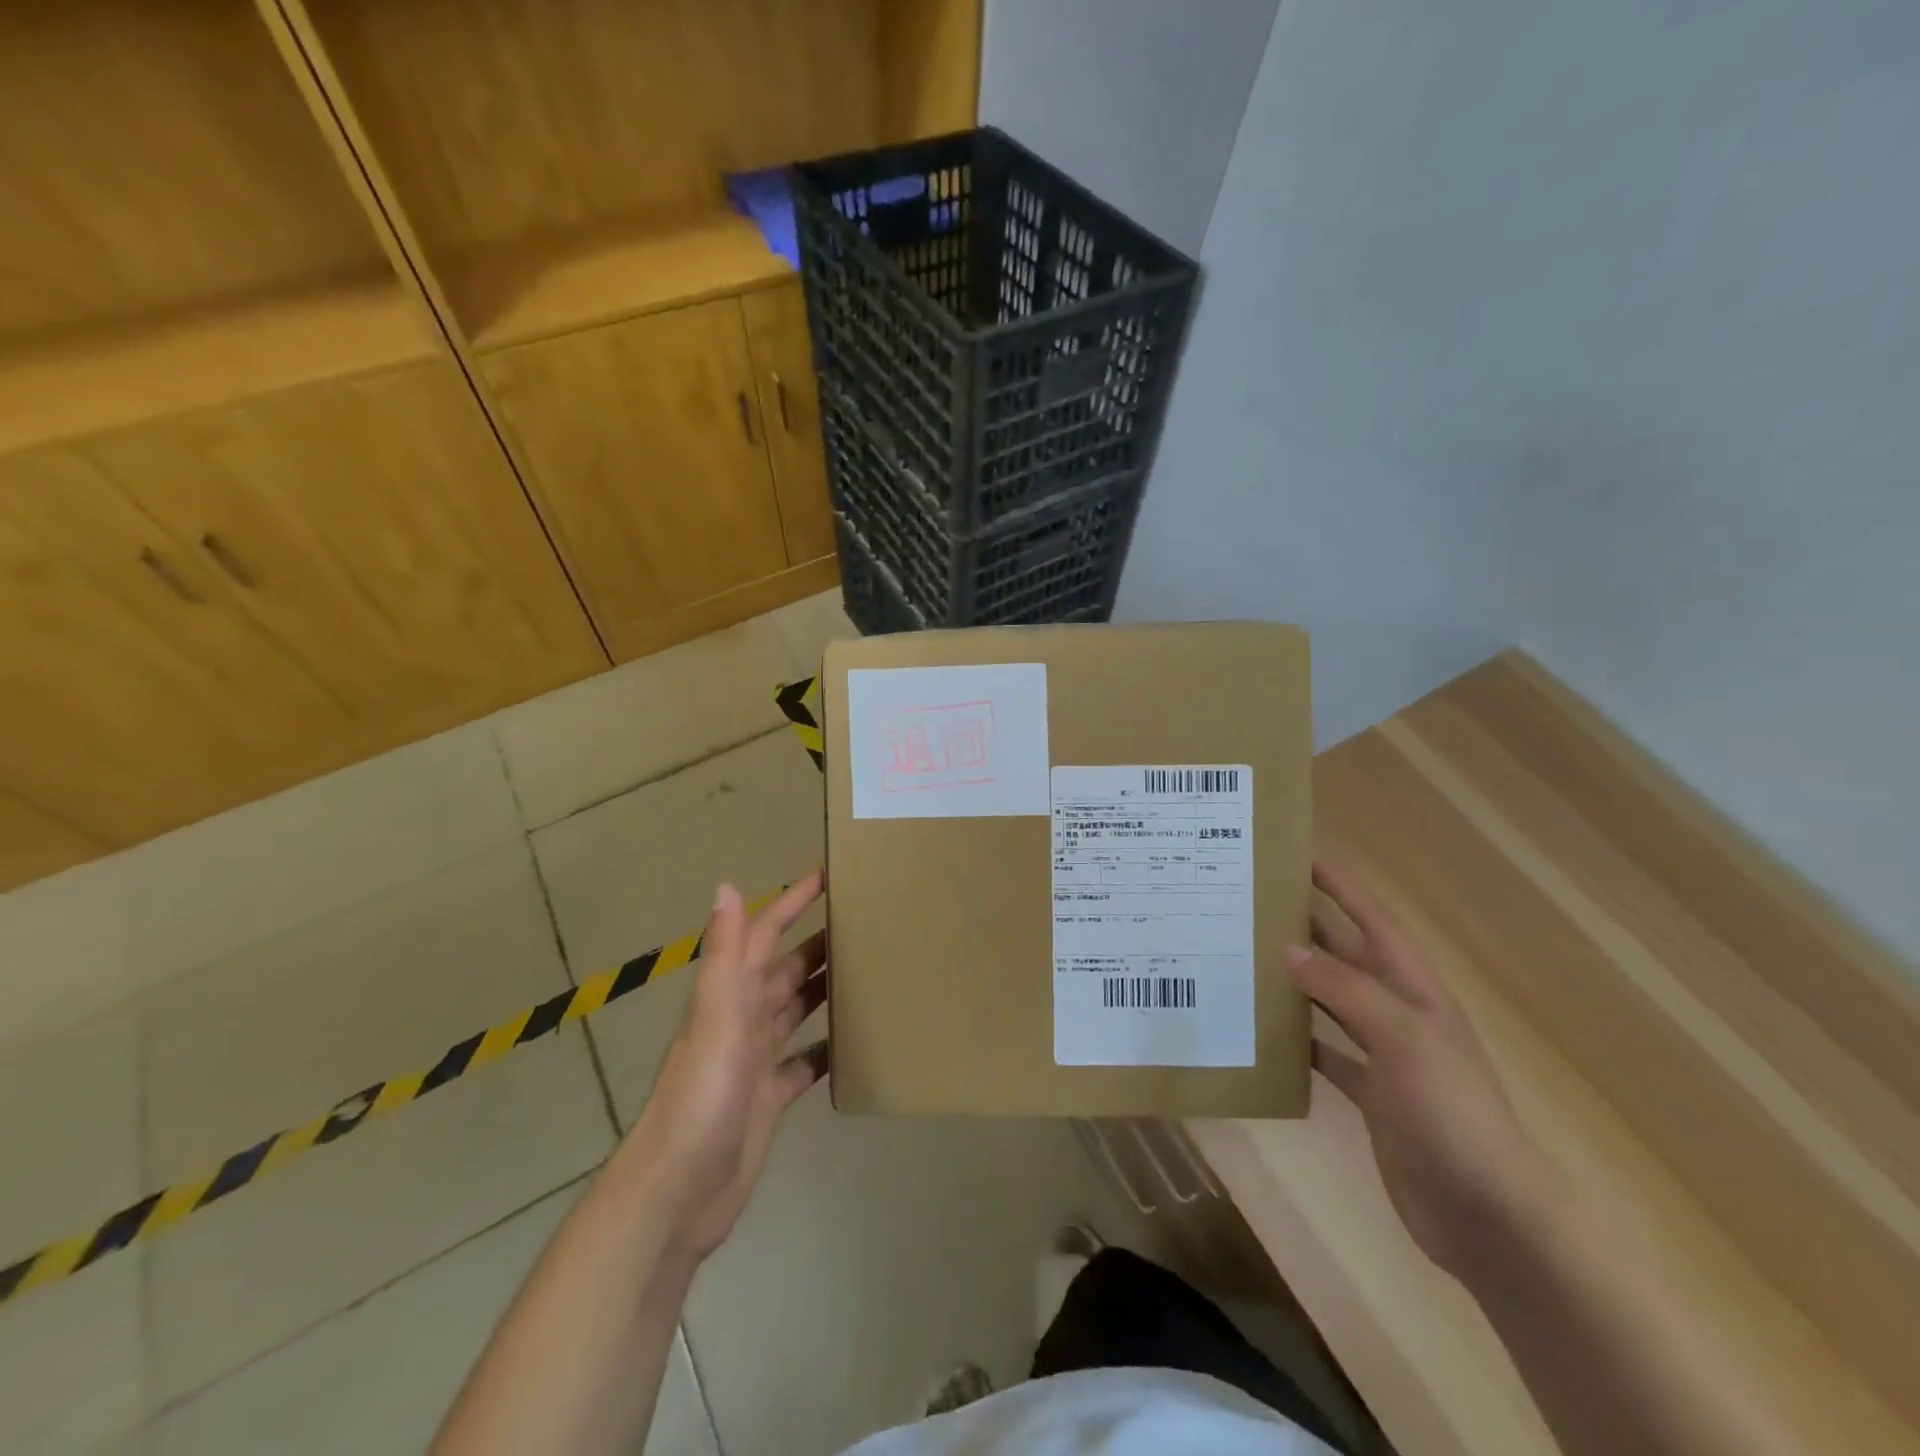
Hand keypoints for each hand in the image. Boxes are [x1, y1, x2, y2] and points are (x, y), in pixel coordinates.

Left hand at [622, 872, 827, 1263]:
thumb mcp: (716, 1021)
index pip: (764, 935)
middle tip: (864, 921)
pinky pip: (804, 1062)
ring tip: (867, 970)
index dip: (790, 902)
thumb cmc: (701, 1100)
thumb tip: (726, 886)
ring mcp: (755, 1060)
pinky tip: (855, 1043)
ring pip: (796, 1010)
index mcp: (730, 997)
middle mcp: (742, 1021)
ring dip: (825, 988)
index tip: (827, 874)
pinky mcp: (769, 1097)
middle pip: (787, 970)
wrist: (677, 1196)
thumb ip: (724, 956)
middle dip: (819, 941)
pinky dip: (826, 1048)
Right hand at [1286, 862, 1557, 1284]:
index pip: (1374, 922)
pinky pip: (1328, 1054)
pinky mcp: (1372, 1096)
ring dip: (1298, 981)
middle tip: (1256, 904)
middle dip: (1309, 928)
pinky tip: (1266, 1033)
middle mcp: (1400, 1014)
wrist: (1488, 1213)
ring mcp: (1386, 1056)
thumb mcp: (1402, 1036)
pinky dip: (1300, 1041)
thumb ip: (1345, 989)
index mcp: (1416, 990)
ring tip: (1248, 957)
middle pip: (1348, 957)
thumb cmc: (1451, 1110)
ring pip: (1333, 1002)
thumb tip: (1287, 949)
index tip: (1302, 857)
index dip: (1342, 887)